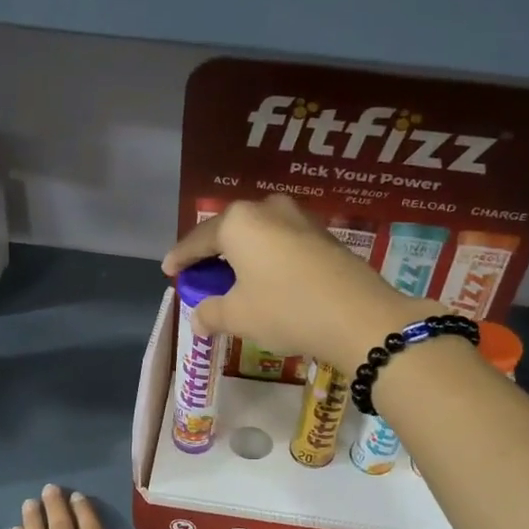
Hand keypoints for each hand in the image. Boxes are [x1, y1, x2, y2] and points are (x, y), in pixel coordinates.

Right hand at [162, 196, 433, 370]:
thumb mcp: (239, 316)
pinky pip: (282, 242)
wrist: (360, 318)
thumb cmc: (286, 310)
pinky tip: (266, 279)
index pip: (198, 239)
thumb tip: (198, 318)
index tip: (168, 270)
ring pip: (259, 234)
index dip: (181, 258)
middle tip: (200, 274)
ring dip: (243, 255)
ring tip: (234, 277)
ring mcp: (300, 219)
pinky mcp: (324, 235)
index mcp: (239, 222)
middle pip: (229, 231)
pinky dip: (267, 258)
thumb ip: (211, 313)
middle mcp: (268, 209)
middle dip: (213, 253)